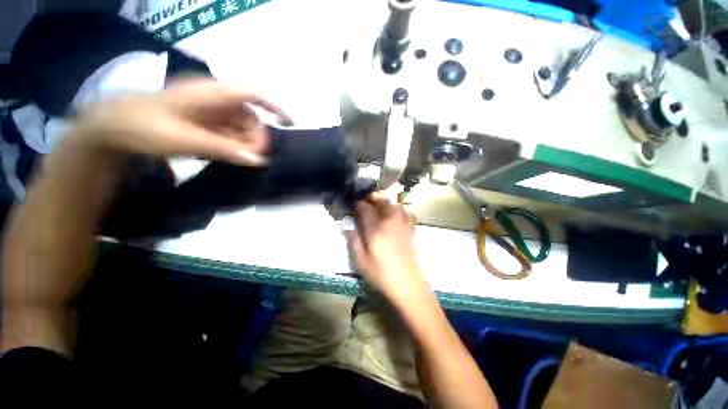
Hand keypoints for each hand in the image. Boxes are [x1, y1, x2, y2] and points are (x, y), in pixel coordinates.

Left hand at [71, 78, 291, 165]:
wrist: (112, 128)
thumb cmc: (144, 127)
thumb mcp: (186, 139)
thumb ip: (225, 149)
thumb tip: (260, 160)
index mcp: (210, 93)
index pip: (252, 94)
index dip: (274, 107)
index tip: (290, 124)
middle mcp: (213, 99)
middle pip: (249, 115)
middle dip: (256, 135)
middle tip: (254, 157)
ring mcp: (208, 111)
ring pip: (240, 126)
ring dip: (245, 143)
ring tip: (239, 158)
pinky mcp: (203, 122)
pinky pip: (228, 133)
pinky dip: (234, 145)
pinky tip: (229, 155)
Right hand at [349, 195, 427, 298]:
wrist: (406, 283)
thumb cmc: (381, 274)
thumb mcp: (361, 262)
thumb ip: (354, 242)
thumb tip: (349, 228)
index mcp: (375, 230)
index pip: (366, 210)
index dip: (359, 204)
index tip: (355, 204)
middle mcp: (390, 223)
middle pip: (383, 202)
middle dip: (374, 198)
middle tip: (368, 201)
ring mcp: (402, 225)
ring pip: (396, 205)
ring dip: (387, 202)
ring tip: (381, 206)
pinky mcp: (411, 230)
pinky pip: (407, 213)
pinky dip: (401, 210)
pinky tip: (396, 214)